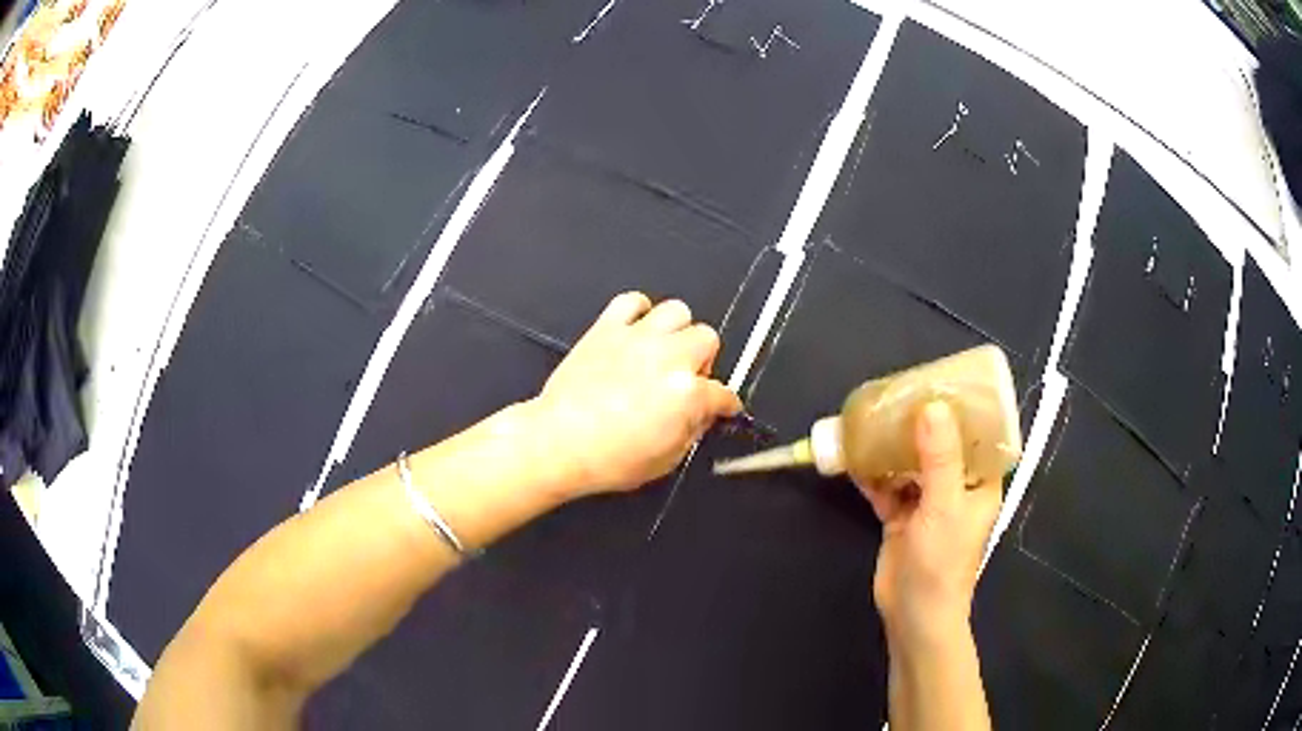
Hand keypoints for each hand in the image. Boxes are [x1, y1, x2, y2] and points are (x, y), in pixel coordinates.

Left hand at [531, 292, 741, 497]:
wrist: (559, 443)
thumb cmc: (609, 459)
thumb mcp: (666, 461)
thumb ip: (693, 431)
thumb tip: (702, 415)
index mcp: (688, 393)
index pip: (723, 393)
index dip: (725, 404)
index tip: (722, 407)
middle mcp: (669, 357)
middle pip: (707, 338)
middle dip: (703, 360)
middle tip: (688, 379)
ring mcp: (637, 338)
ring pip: (678, 310)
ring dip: (677, 331)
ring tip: (664, 352)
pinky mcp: (607, 328)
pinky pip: (632, 301)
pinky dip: (639, 312)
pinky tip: (635, 332)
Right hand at [860, 401, 1001, 649]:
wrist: (914, 615)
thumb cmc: (943, 562)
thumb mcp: (945, 506)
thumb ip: (939, 457)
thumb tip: (932, 405)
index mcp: (980, 482)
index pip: (977, 435)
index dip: (963, 408)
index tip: (941, 381)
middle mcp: (956, 487)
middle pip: (939, 444)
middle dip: (919, 422)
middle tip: (897, 395)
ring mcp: (927, 503)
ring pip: (910, 463)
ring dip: (892, 447)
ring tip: (872, 419)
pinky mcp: (901, 518)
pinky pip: (887, 486)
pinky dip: (873, 474)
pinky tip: (855, 457)